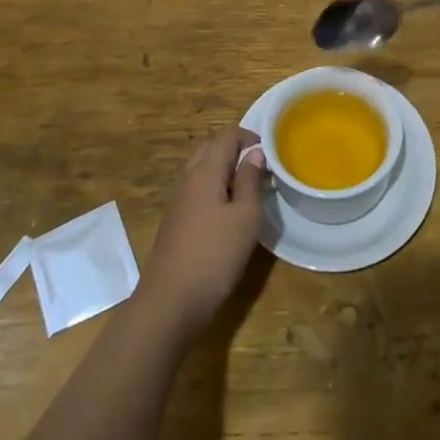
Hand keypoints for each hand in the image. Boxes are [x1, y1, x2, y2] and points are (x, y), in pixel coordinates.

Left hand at [138, 126, 266, 336]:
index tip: (270, 151)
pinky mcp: (175, 222)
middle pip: (211, 149)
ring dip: (225, 171)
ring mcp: (178, 201)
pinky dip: (215, 189)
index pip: (227, 136)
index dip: (249, 136)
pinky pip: (197, 191)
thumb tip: (255, 153)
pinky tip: (228, 213)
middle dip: (236, 151)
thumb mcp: (245, 217)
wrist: (169, 303)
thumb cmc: (214, 256)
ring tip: (249, 189)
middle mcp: (187, 179)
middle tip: (261, 168)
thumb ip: (251, 180)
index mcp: (205, 171)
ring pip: (203, 170)